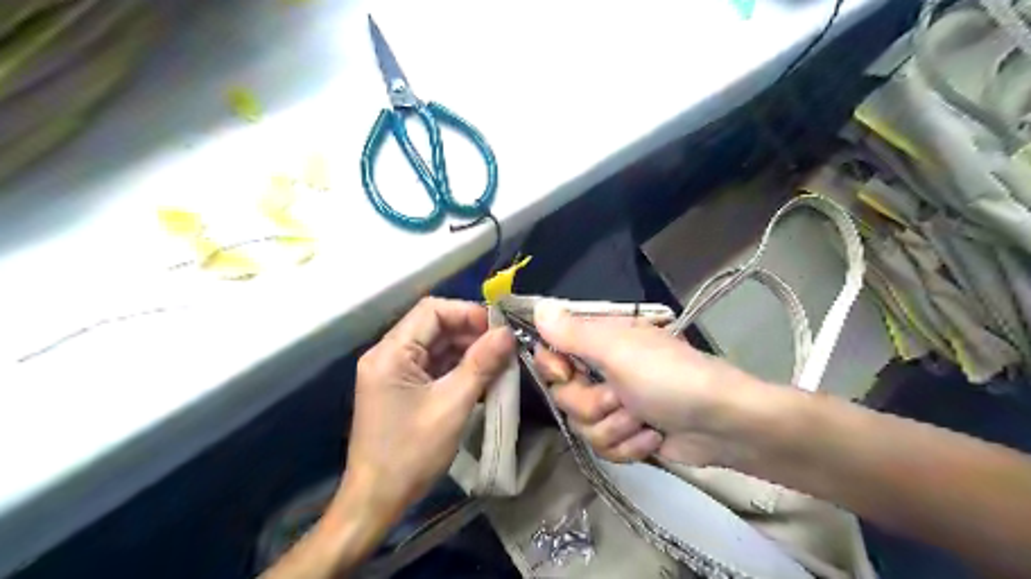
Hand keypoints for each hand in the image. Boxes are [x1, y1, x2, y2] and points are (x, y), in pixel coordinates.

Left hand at [341, 295, 513, 518]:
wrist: (376, 500)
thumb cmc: (411, 453)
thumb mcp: (452, 405)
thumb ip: (481, 364)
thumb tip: (507, 333)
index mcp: (391, 353)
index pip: (431, 311)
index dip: (467, 313)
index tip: (498, 329)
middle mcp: (388, 355)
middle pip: (434, 326)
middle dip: (471, 332)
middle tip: (504, 346)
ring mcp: (393, 372)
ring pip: (436, 346)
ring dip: (467, 350)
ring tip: (499, 361)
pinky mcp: (401, 388)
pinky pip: (433, 366)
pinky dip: (457, 367)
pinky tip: (482, 376)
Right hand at [536, 302, 768, 462]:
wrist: (721, 424)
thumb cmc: (668, 377)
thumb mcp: (617, 350)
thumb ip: (573, 333)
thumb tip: (538, 307)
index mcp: (599, 341)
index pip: (551, 351)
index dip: (553, 367)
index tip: (565, 372)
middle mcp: (602, 370)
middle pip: (564, 396)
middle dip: (593, 404)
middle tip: (620, 397)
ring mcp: (615, 404)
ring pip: (583, 426)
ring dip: (616, 427)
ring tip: (644, 420)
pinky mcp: (627, 434)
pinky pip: (604, 447)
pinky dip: (630, 446)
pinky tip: (652, 437)